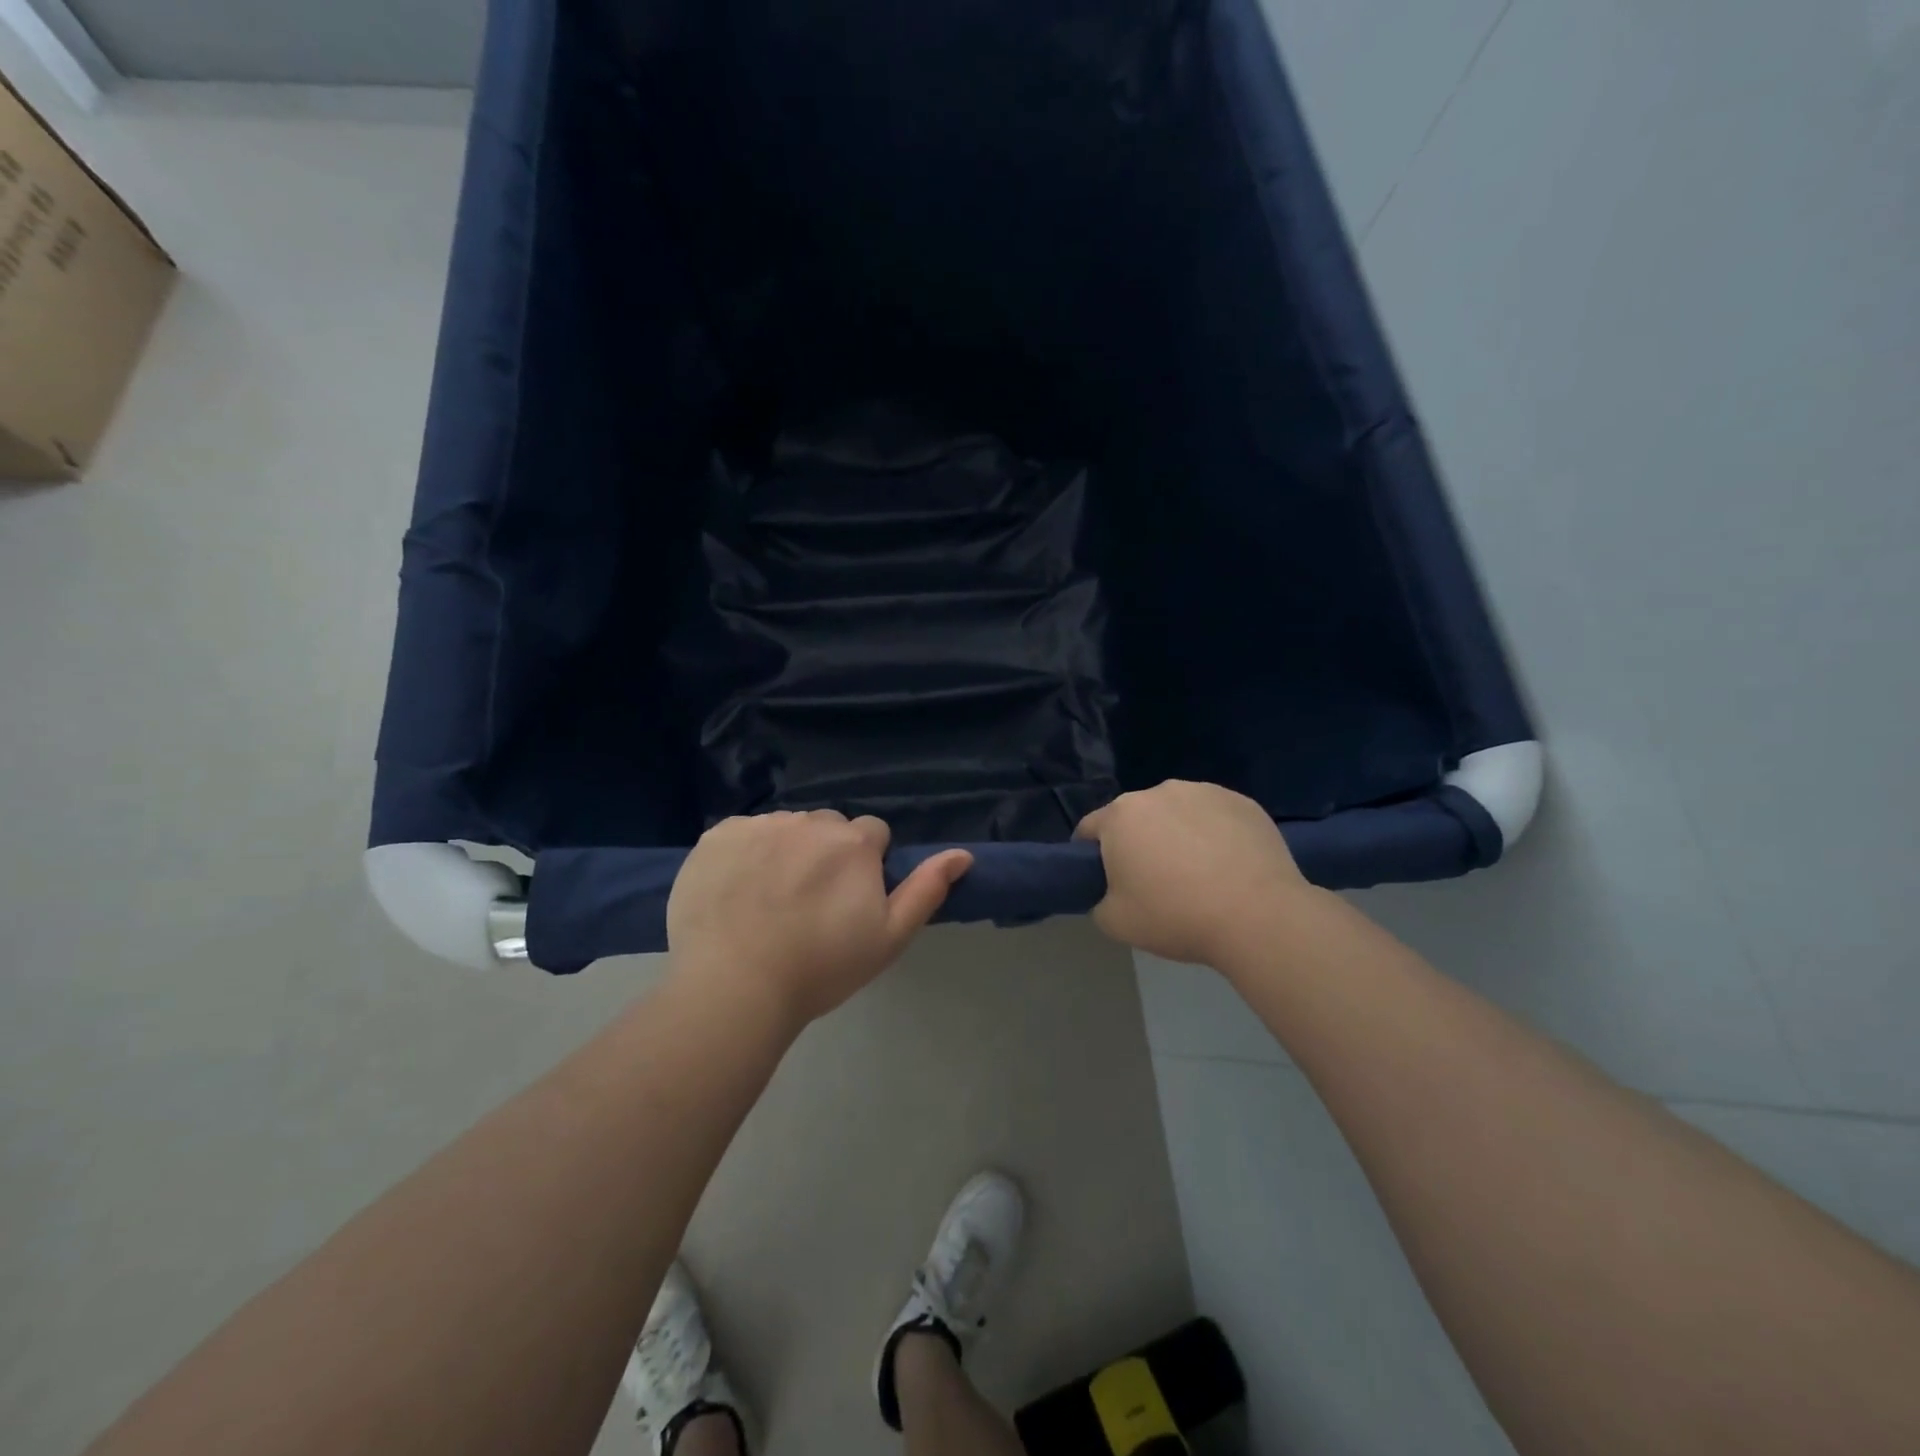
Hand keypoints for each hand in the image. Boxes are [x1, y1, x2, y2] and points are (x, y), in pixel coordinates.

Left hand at [667, 811, 972, 1025]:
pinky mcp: (717, 836)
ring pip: (785, 828)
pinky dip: (745, 853)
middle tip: (810, 903)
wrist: (734, 987)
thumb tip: (963, 854)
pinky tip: (736, 890)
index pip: (872, 834)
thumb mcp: (889, 938)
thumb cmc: (821, 967)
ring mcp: (759, 826)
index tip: (850, 901)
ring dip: (786, 850)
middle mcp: (808, 822)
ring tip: (769, 900)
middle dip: (827, 853)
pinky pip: (743, 833)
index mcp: (853, 843)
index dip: (866, 865)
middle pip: (828, 828)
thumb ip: (927, 890)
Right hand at [1074, 780, 1309, 965]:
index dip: (1091, 855)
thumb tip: (1111, 892)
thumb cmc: (1176, 916)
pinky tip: (1229, 866)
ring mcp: (1203, 792)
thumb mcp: (1115, 923)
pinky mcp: (1242, 801)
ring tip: (1198, 874)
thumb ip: (1098, 901)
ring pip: (1177, 813)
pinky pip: (1215, 816)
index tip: (1105, 881)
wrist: (1258, 916)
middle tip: (1155, 882)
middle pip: (1136, 817)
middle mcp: (1158, 792)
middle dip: (1138, 842)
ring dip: (1177, 834)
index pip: (1089, 829)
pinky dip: (1214, 834)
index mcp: (1120, 816)